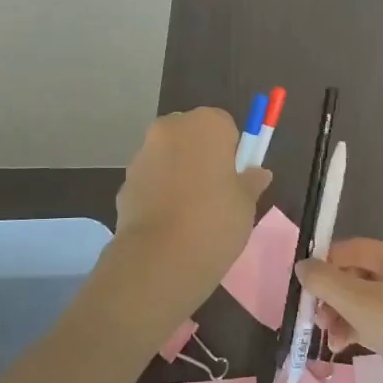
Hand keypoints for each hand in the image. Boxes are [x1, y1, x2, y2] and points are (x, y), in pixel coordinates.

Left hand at [110, 108, 270, 318]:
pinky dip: (158, 193)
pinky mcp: (124, 182)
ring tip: (190, 213)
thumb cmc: (214, 221)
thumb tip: (258, 173)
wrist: (159, 258)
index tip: (234, 178)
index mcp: (205, 124)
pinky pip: (150, 181)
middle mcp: (170, 129)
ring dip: (178, 173)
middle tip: (215, 193)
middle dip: (201, 156)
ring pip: (168, 157)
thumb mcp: (246, 204)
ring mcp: (142, 154)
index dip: (231, 151)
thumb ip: (251, 182)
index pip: (224, 125)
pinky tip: (169, 223)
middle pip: (191, 136)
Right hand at [298, 239, 382, 382]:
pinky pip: (378, 322)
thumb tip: (302, 265)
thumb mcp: (361, 304)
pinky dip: (358, 329)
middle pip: (360, 276)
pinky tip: (342, 346)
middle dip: (333, 295)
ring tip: (327, 336)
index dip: (327, 262)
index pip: (356, 249)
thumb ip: (326, 282)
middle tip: (314, 316)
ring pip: (367, 301)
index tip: (304, 284)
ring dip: (342, 315)